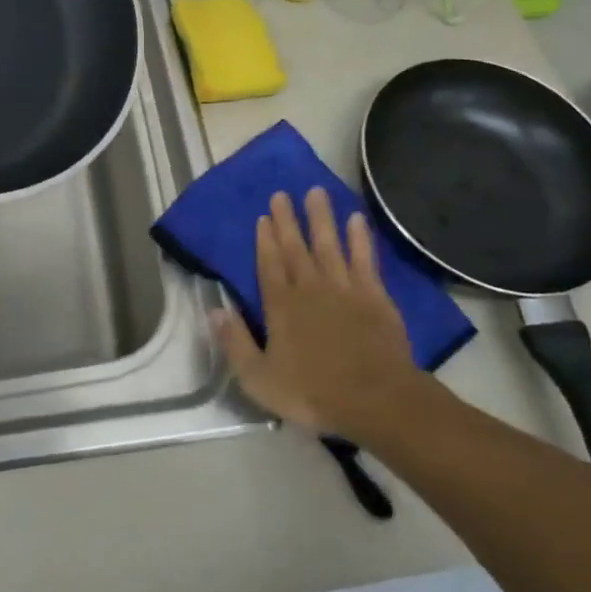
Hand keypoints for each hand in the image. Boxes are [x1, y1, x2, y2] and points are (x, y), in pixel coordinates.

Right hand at [212, 188, 427, 443]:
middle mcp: (310, 288)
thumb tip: (214, 310)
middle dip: (288, 220)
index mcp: (281, 307)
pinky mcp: (375, 296)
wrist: (376, 399)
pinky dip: (360, 238)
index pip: (269, 265)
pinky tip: (357, 219)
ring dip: (321, 218)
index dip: (265, 240)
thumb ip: (235, 343)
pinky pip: (364, 259)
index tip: (263, 216)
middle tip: (282, 193)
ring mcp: (344, 288)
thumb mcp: (259, 378)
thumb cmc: (313, 393)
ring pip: (329, 244)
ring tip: (316, 192)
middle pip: (296, 248)